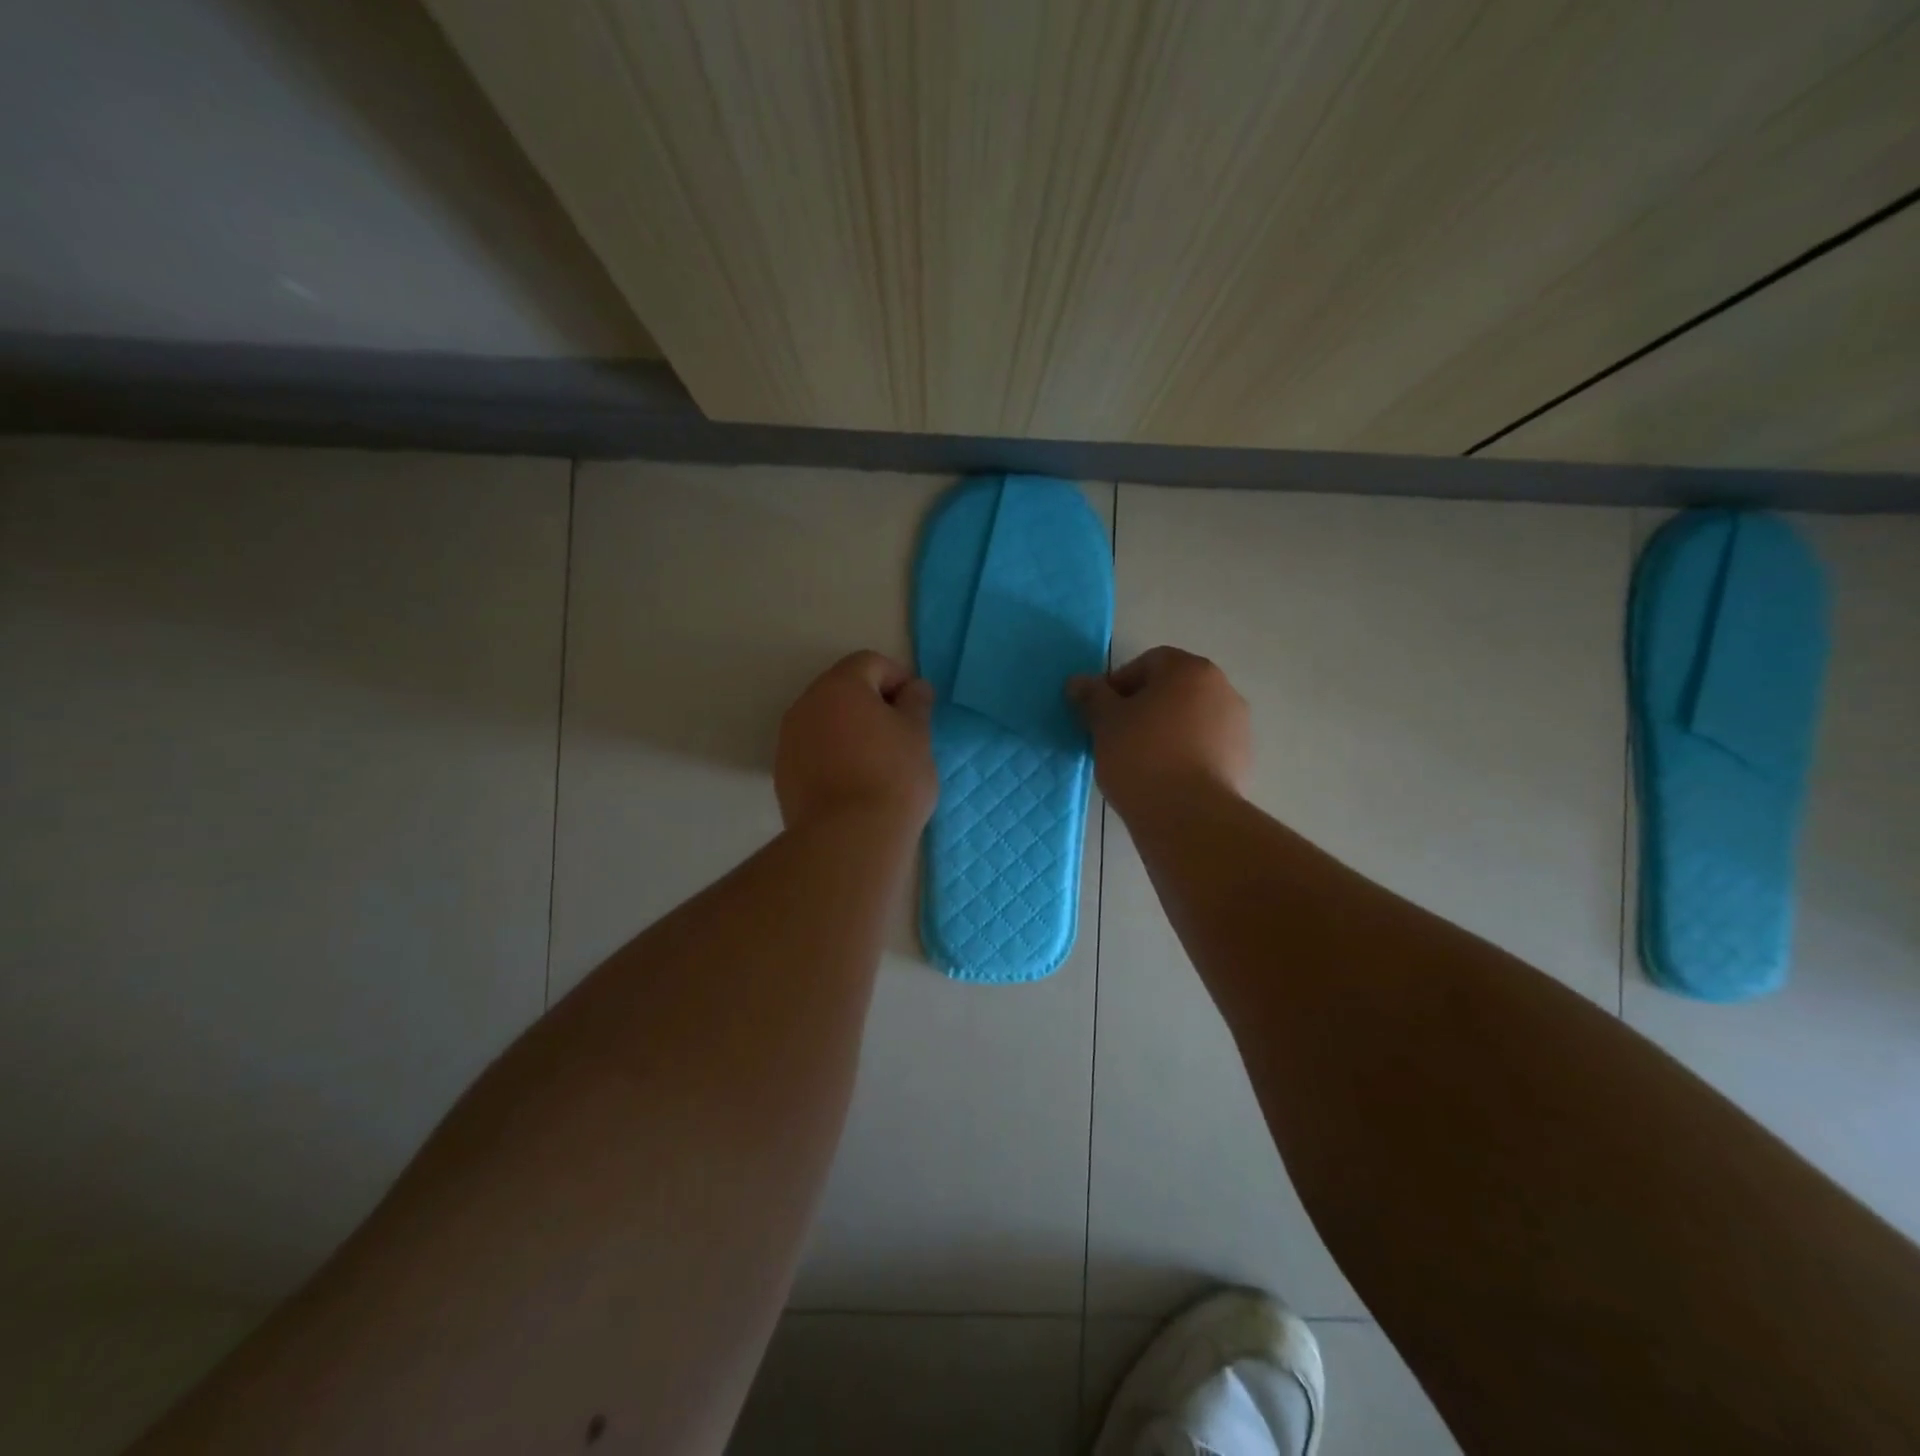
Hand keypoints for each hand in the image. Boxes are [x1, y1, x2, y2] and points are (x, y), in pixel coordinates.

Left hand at [776, 651, 937, 831]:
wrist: (849, 838)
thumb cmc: (893, 777)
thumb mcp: (918, 735)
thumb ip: (916, 703)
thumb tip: (914, 688)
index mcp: (840, 686)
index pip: (870, 662)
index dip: (898, 678)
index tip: (917, 707)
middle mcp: (806, 704)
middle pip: (843, 689)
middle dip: (872, 703)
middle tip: (901, 733)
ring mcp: (789, 740)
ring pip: (826, 721)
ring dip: (851, 729)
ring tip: (878, 761)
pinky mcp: (783, 773)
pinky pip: (813, 750)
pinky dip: (834, 754)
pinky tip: (855, 783)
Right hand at [1067, 647, 1250, 814]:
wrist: (1189, 816)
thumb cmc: (1142, 756)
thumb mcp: (1105, 723)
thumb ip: (1092, 696)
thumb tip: (1078, 682)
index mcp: (1190, 670)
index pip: (1149, 662)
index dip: (1119, 684)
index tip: (1102, 713)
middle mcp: (1222, 689)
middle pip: (1173, 689)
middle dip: (1144, 707)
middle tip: (1117, 736)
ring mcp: (1238, 726)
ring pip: (1190, 719)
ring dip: (1166, 731)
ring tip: (1140, 761)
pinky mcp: (1243, 760)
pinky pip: (1205, 747)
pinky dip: (1185, 754)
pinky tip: (1164, 779)